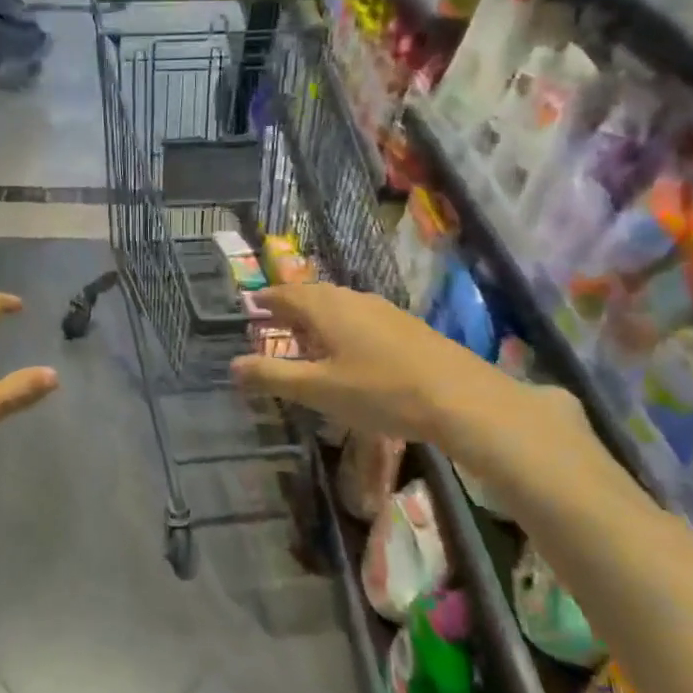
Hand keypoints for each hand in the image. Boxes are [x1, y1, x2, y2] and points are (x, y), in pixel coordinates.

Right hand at [231, 284, 523, 443]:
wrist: (460, 398)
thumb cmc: (379, 392)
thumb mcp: (317, 390)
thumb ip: (272, 376)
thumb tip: (232, 366)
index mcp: (326, 309)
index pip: (286, 294)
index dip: (266, 299)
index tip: (250, 304)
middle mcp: (354, 300)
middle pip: (313, 294)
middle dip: (290, 305)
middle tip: (273, 319)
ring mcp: (384, 311)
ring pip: (340, 304)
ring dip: (317, 315)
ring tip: (306, 334)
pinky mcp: (407, 326)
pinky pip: (361, 316)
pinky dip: (342, 325)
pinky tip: (350, 347)